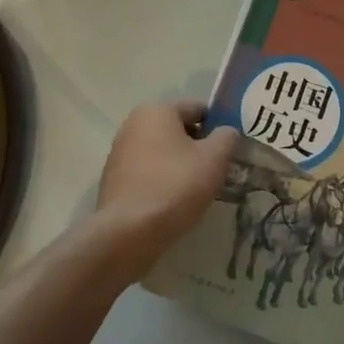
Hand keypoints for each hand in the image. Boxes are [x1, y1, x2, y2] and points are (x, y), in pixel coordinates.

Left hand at [94, 100, 236, 274]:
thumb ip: (226, 137)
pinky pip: (148, 173)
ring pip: (163, 153)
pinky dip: (163, 182)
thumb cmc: (175, 186)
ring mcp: (119, 153)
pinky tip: (174, 204)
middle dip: (199, 148)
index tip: (230, 150)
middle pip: (178, 130)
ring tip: (197, 191)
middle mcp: (133, 124)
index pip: (197, 109)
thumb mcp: (214, 158)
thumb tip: (226, 132)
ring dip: (181, 166)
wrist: (127, 234)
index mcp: (156, 111)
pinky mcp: (113, 181)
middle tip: (217, 172)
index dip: (218, 126)